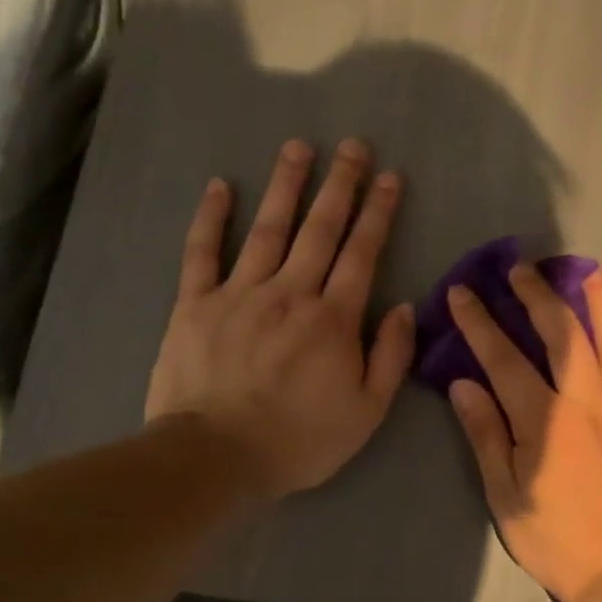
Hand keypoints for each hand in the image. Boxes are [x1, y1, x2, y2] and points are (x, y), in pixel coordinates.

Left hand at [145, 138, 414, 498]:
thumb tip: (405, 307)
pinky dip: (210, 218)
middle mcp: (290, 292)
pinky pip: (202, 252)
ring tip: (298, 147)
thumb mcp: (366, 411)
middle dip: (340, 184)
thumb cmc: (299, 439)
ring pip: (268, 228)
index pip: (362, 253)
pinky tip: (220, 186)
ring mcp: (239, 293)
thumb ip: (390, 356)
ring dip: (286, 186)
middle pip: (320, 229)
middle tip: (353, 145)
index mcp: (333, 318)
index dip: (378, 212)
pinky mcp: (195, 304)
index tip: (389, 177)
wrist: (215, 457)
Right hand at [445, 264, 601, 601]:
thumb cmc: (557, 539)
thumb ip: (486, 435)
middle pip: (563, 333)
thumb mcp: (506, 496)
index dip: (480, 322)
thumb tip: (463, 384)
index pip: (504, 358)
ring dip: (598, 303)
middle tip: (522, 268)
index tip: (463, 292)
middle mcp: (588, 400)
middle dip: (538, 295)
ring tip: (589, 273)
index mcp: (545, 418)